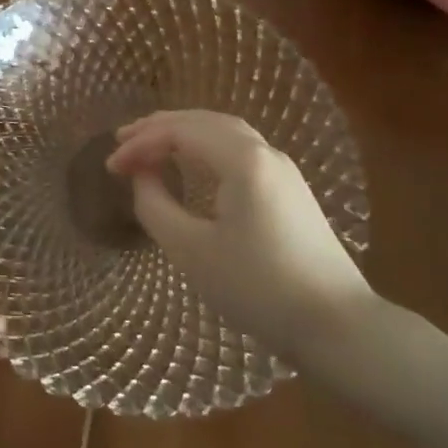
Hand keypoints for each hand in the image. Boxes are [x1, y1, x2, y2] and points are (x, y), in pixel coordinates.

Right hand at [107, 110, 378, 362]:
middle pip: (204, 121)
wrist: (337, 326)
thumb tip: (142, 177)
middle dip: (159, 127)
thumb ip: (155, 206)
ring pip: (224, 131)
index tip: (110, 167)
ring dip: (184, 132)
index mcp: (243, 160)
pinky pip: (239, 148)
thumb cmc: (258, 289)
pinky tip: (192, 162)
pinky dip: (205, 146)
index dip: (140, 144)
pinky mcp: (290, 188)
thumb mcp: (192, 251)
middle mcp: (265, 152)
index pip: (180, 133)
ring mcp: (283, 169)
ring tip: (150, 144)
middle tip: (123, 140)